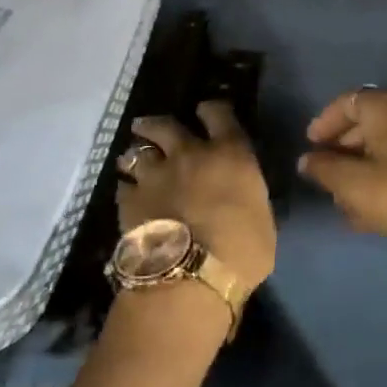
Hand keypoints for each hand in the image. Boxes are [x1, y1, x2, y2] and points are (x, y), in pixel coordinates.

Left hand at [117, 101, 275, 289]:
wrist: (191, 276)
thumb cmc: (242, 251)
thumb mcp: (262, 220)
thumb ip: (249, 200)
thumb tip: (243, 200)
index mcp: (229, 154)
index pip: (218, 113)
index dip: (212, 110)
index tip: (208, 112)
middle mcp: (190, 154)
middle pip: (166, 124)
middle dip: (158, 124)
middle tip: (152, 128)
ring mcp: (156, 174)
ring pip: (138, 152)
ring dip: (137, 154)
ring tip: (134, 159)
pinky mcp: (131, 199)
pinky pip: (124, 186)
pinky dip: (127, 188)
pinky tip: (128, 195)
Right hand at [298, 89, 386, 277]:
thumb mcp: (353, 184)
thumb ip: (325, 169)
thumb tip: (307, 160)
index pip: (350, 101)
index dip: (327, 121)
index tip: (311, 144)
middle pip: (371, 124)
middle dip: (345, 148)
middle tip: (326, 173)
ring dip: (364, 170)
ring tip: (345, 202)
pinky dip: (386, 181)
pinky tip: (372, 215)